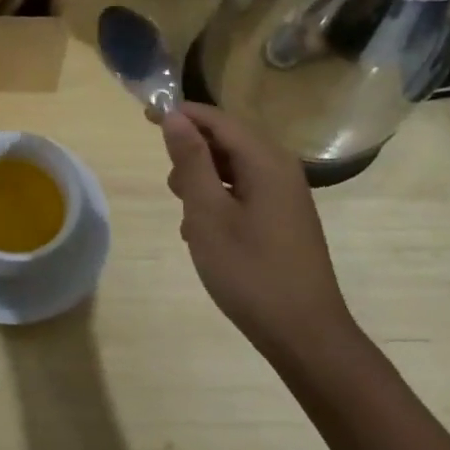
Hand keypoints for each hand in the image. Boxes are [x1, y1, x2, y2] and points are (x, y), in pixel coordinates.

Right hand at [159, 103, 354, 347]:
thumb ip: (191, 160)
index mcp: (265, 160)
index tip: (144, 117)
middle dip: (192, 150)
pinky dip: (219, 198)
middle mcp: (281, 168)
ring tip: (184, 210)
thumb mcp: (208, 213)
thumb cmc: (250, 270)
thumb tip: (174, 116)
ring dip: (203, 178)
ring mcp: (286, 195)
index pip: (217, 119)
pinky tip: (204, 230)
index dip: (181, 114)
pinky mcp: (285, 218)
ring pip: (234, 167)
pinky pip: (245, 190)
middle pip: (228, 139)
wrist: (305, 335)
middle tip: (169, 183)